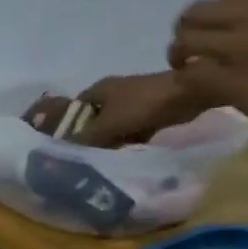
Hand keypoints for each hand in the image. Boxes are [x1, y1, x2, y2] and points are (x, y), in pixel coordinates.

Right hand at [26, 72, 197, 148]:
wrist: (188, 95)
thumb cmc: (142, 105)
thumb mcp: (108, 124)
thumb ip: (83, 138)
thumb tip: (59, 151)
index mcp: (97, 90)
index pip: (71, 110)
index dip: (65, 127)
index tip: (64, 146)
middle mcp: (111, 94)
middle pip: (91, 120)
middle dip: (88, 137)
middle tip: (85, 156)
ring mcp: (130, 102)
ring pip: (110, 126)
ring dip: (108, 140)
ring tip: (104, 158)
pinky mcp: (146, 111)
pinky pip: (129, 129)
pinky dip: (126, 139)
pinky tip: (125, 152)